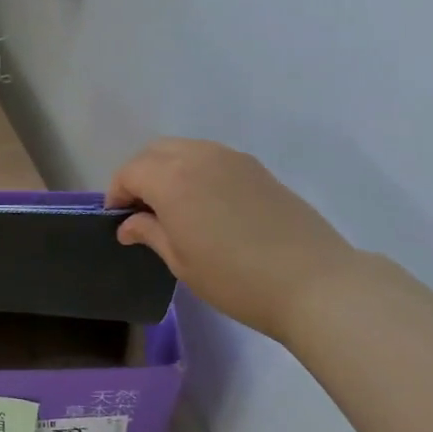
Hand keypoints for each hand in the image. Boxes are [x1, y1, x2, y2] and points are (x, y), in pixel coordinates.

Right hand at [106, 138, 359, 341]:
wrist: (314, 282)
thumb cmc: (236, 279)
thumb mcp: (182, 262)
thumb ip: (150, 233)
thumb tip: (129, 224)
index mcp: (172, 179)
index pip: (130, 172)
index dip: (117, 193)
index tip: (119, 220)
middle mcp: (198, 157)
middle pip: (154, 152)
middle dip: (139, 175)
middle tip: (141, 210)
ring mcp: (231, 158)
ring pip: (184, 149)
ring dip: (167, 169)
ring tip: (171, 206)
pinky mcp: (256, 168)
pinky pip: (211, 157)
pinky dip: (194, 170)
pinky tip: (204, 203)